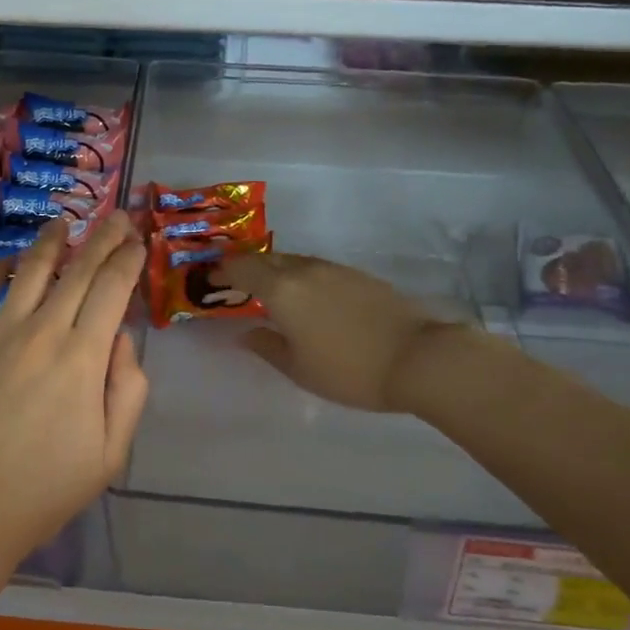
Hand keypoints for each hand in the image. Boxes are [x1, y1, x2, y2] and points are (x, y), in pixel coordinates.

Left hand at [0, 212, 148, 576]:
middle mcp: (41, 332)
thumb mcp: (110, 454)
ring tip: (65, 225)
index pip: (112, 289)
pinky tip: (12, 262)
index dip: (129, 259)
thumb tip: (122, 339)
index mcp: (83, 359)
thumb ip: (128, 390)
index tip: (139, 242)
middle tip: (117, 217)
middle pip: (78, 270)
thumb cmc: (44, 490)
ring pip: (30, 270)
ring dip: (52, 242)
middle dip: (103, 238)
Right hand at [207, 252, 455, 412]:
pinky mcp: (358, 275)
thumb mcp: (298, 368)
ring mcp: (334, 269)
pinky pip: (316, 267)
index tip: (210, 279)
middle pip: (266, 259)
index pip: (241, 269)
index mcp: (282, 290)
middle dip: (246, 267)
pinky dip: (300, 275)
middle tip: (235, 283)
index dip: (222, 271)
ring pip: (293, 260)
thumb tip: (244, 334)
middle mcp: (305, 270)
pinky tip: (306, 297)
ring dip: (275, 270)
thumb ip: (266, 346)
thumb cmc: (349, 370)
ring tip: (268, 290)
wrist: (418, 357)